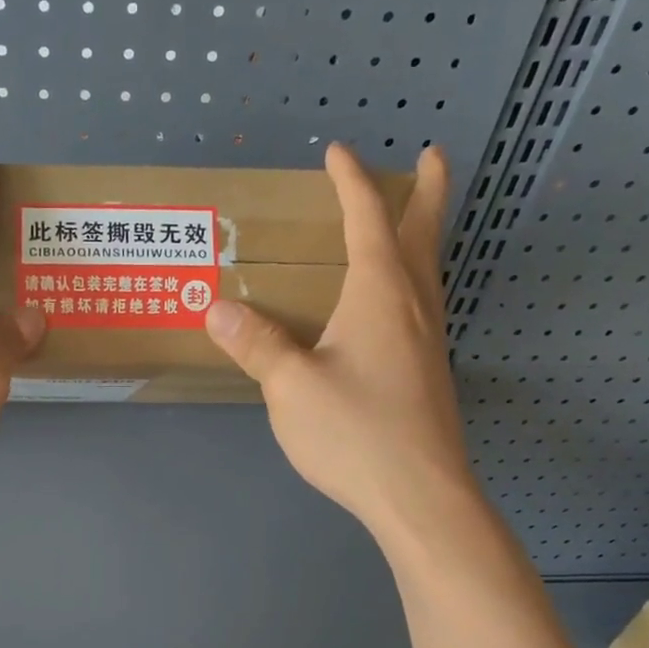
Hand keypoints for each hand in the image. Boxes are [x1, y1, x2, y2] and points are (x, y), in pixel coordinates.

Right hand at [203, 143, 481, 560]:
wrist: (420, 495)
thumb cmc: (355, 432)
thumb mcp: (291, 386)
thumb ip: (257, 343)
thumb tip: (216, 307)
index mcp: (379, 294)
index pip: (367, 220)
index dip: (352, 182)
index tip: (337, 152)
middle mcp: (413, 306)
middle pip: (422, 234)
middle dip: (426, 191)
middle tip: (432, 155)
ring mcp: (428, 340)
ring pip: (429, 269)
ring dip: (422, 234)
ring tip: (411, 222)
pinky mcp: (429, 372)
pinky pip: (423, 303)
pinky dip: (413, 277)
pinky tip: (395, 304)